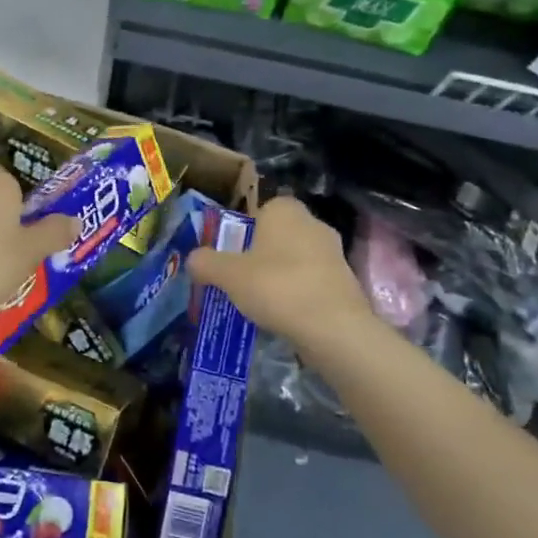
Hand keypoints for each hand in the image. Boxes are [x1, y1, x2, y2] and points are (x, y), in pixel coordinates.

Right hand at [187, 196, 372, 351]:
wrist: (334, 328)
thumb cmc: (276, 287)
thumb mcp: (228, 275)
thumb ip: (205, 263)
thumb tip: (192, 259)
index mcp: (284, 210)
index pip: (260, 209)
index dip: (243, 231)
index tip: (231, 255)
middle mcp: (312, 222)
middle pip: (278, 235)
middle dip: (261, 254)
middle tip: (240, 279)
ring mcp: (334, 252)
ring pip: (296, 259)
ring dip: (280, 275)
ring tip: (260, 302)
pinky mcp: (346, 281)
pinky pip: (312, 281)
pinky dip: (299, 294)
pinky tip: (285, 315)